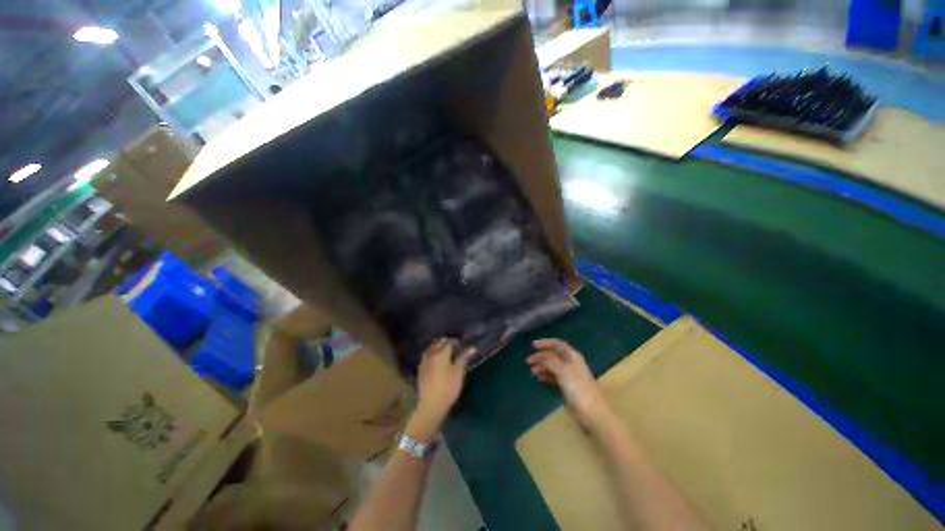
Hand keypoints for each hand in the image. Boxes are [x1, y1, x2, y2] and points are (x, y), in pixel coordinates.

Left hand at [409, 338, 474, 440]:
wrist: (431, 405)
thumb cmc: (448, 388)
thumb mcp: (458, 373)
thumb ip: (464, 358)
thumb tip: (472, 347)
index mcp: (441, 354)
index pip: (448, 342)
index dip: (454, 341)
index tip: (460, 343)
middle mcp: (431, 355)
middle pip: (437, 343)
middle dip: (444, 341)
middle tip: (452, 344)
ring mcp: (424, 362)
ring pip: (430, 348)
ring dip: (436, 345)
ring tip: (443, 348)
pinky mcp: (420, 369)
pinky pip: (426, 355)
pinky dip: (431, 352)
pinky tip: (434, 357)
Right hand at [526, 339, 611, 428]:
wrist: (592, 412)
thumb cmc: (578, 387)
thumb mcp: (562, 370)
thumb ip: (548, 360)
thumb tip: (537, 356)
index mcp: (572, 356)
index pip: (557, 344)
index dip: (545, 343)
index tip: (532, 346)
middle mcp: (571, 363)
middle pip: (553, 355)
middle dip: (541, 356)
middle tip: (529, 361)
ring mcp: (569, 376)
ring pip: (552, 366)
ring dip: (542, 366)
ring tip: (533, 371)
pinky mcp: (567, 387)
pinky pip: (553, 377)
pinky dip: (546, 376)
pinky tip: (539, 378)